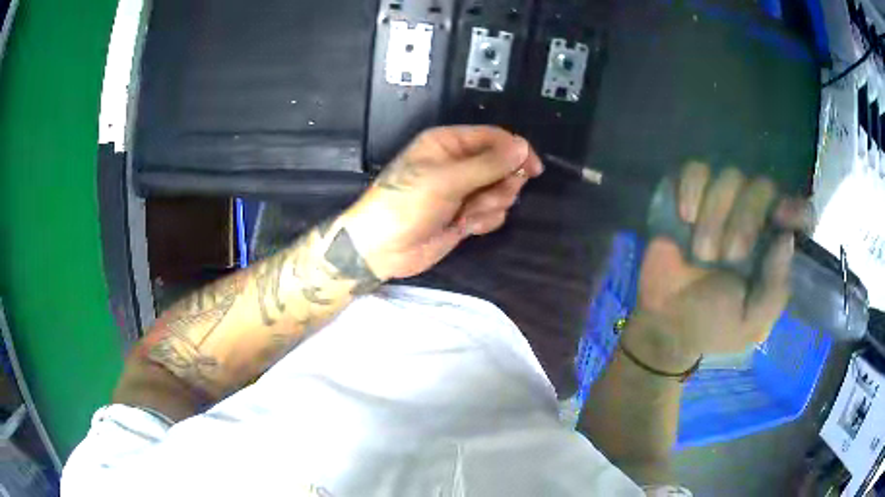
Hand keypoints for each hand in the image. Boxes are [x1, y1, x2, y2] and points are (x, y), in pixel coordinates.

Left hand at [340, 126, 542, 280]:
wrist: (383, 249)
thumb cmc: (406, 205)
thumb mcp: (446, 180)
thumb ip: (487, 164)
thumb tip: (522, 147)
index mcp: (449, 143)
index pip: (494, 138)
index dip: (516, 151)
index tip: (533, 169)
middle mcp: (459, 163)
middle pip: (503, 165)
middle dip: (500, 184)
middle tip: (482, 197)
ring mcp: (464, 191)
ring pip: (501, 191)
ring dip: (490, 205)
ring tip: (465, 214)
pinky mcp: (466, 215)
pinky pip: (493, 213)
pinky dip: (483, 220)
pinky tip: (464, 226)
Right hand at [626, 163, 807, 370]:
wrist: (668, 323)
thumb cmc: (714, 325)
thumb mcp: (751, 322)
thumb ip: (774, 291)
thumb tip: (786, 239)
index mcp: (773, 247)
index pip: (798, 212)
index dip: (795, 207)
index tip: (780, 218)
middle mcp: (754, 218)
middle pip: (762, 186)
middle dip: (745, 219)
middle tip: (728, 256)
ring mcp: (722, 204)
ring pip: (730, 176)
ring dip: (715, 215)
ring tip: (702, 251)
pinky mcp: (691, 195)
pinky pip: (696, 169)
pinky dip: (692, 187)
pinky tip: (686, 215)